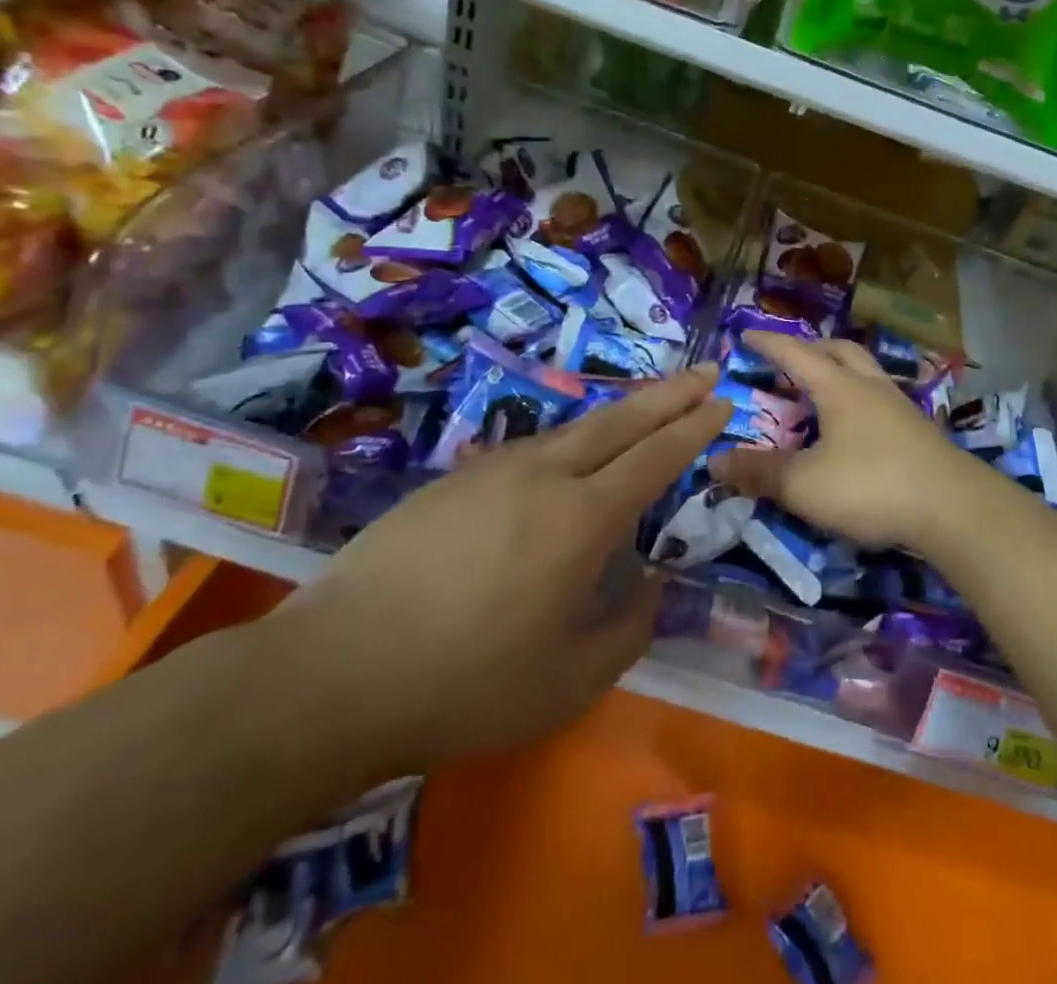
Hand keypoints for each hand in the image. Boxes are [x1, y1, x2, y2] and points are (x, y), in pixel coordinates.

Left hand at [265, 368, 729, 773]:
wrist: (332, 672)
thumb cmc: (464, 684)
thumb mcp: (569, 682)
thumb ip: (628, 629)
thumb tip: (651, 586)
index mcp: (582, 519)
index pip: (656, 457)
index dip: (695, 428)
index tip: (724, 402)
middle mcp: (545, 476)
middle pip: (621, 421)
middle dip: (670, 394)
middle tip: (705, 372)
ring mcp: (494, 470)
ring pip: (574, 428)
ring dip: (620, 413)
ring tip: (647, 407)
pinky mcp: (454, 479)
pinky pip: (531, 447)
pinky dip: (571, 440)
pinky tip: (567, 456)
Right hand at [708, 333, 1004, 552]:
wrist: (953, 509)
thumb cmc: (872, 485)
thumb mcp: (804, 485)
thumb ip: (760, 472)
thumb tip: (714, 462)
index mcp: (840, 388)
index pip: (796, 353)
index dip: (769, 343)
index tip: (746, 334)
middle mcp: (871, 387)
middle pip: (839, 351)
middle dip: (810, 349)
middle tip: (788, 361)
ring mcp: (899, 407)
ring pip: (865, 372)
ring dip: (839, 372)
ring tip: (821, 392)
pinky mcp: (918, 432)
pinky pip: (880, 399)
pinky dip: (858, 400)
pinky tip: (855, 428)